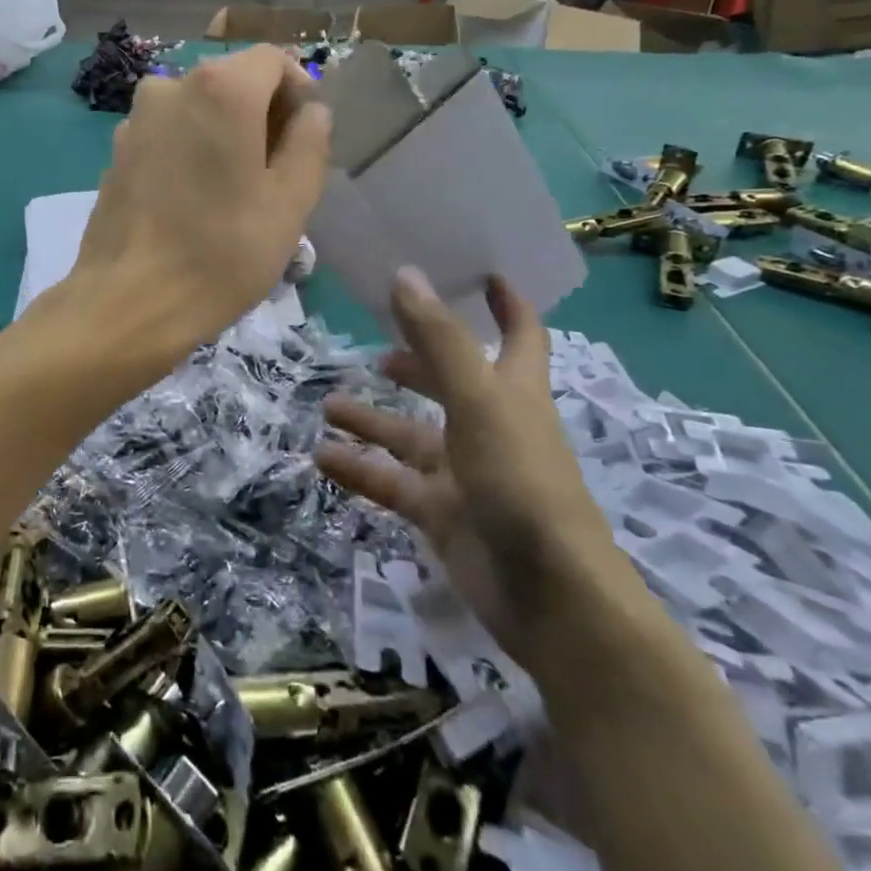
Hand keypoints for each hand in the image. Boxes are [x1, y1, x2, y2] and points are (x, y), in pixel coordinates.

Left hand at [65, 46, 331, 357]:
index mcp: (220, 89)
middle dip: (262, 114)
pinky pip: (166, 134)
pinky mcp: (116, 152)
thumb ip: (310, 142)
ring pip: (197, 109)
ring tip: (236, 190)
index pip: (273, 60)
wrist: (129, 302)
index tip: (307, 135)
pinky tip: (193, 200)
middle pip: (231, 81)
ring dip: (224, 134)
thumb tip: (311, 113)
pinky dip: (189, 149)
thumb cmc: (222, 252)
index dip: (299, 90)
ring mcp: (135, 119)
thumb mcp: (291, 201)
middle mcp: (170, 86)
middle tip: (279, 170)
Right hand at [315, 268, 629, 670]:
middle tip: (377, 347)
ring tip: (329, 403)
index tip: (484, 274)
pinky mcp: (442, 514)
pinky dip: (359, 469)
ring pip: (410, 436)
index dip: (508, 303)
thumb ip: (439, 340)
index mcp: (513, 392)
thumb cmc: (520, 479)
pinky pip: (392, 482)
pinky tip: (321, 456)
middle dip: (417, 363)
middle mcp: (490, 426)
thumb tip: (404, 275)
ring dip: (372, 419)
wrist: (549, 596)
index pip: (520, 335)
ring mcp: (465, 473)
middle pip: (451, 383)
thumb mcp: (478, 399)